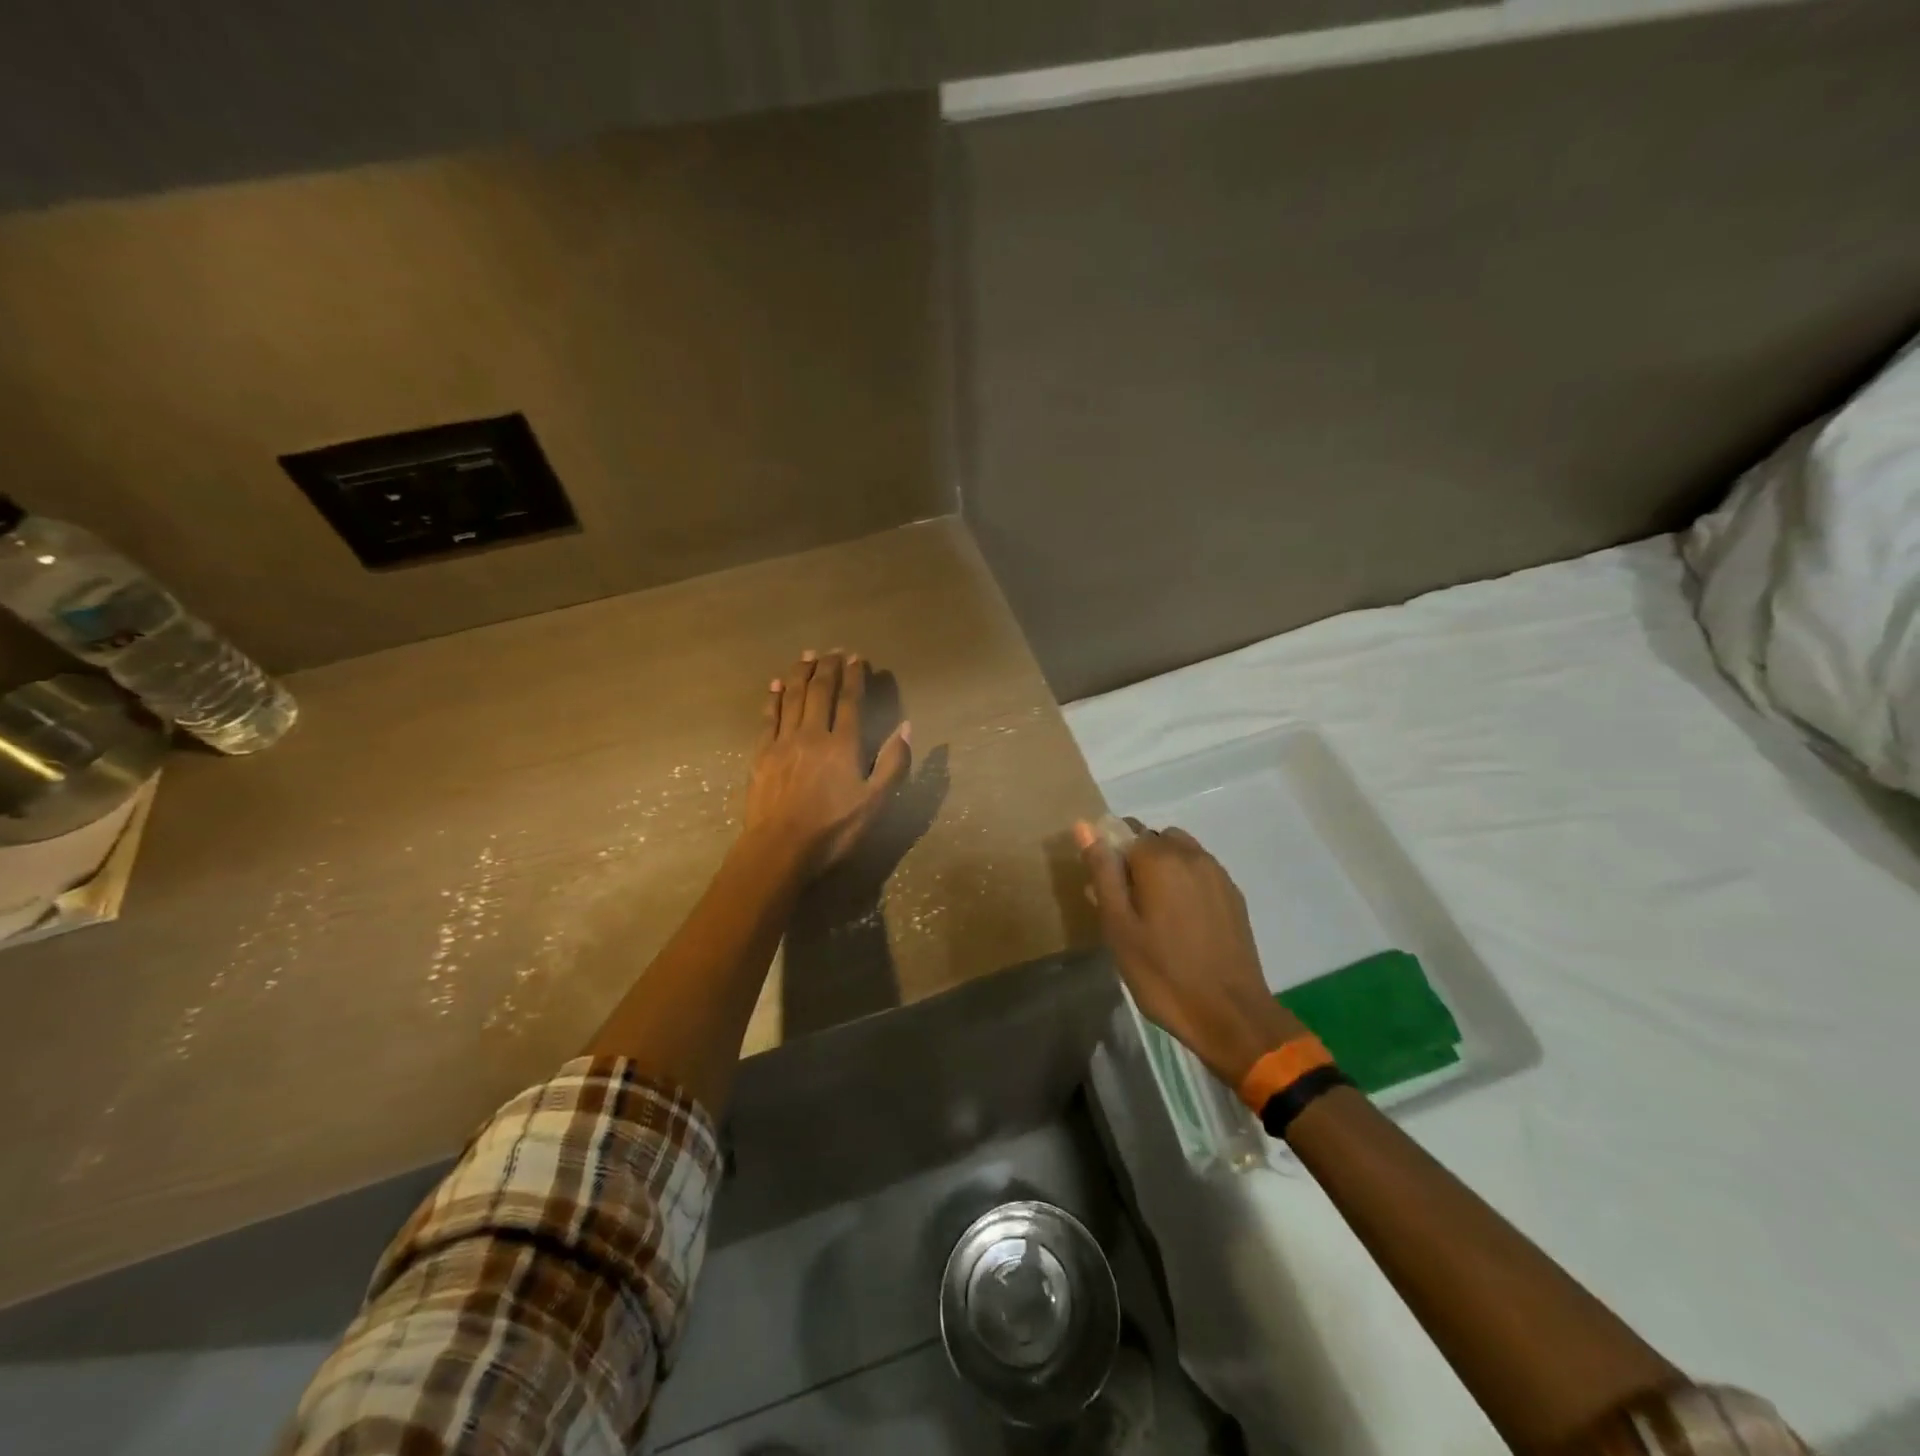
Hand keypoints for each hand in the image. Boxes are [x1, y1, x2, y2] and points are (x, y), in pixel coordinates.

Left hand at [744, 650, 911, 876]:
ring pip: (791, 697)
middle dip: (828, 668)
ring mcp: (783, 742)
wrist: (780, 849)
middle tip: (833, 651)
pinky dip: (772, 697)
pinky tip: (774, 685)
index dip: (854, 678)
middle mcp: (812, 734)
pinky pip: (768, 717)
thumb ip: (893, 764)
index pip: (850, 701)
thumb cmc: (833, 829)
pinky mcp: (761, 754)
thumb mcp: (875, 803)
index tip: (857, 659)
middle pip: (819, 692)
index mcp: (843, 745)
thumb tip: (905, 727)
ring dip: (800, 674)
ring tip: (807, 656)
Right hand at [1075, 821, 1303, 1087]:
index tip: (1105, 895)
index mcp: (1159, 859)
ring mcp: (1217, 874)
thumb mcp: (1118, 926)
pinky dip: (1185, 883)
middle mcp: (1191, 855)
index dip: (1110, 860)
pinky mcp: (1234, 895)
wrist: (1230, 1014)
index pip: (1124, 833)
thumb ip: (1102, 872)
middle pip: (1153, 840)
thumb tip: (1085, 824)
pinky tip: (1181, 922)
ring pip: (1179, 853)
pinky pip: (1200, 872)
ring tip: (1154, 913)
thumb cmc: (1162, 973)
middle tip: (1127, 907)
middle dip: (1136, 861)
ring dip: (1162, 870)